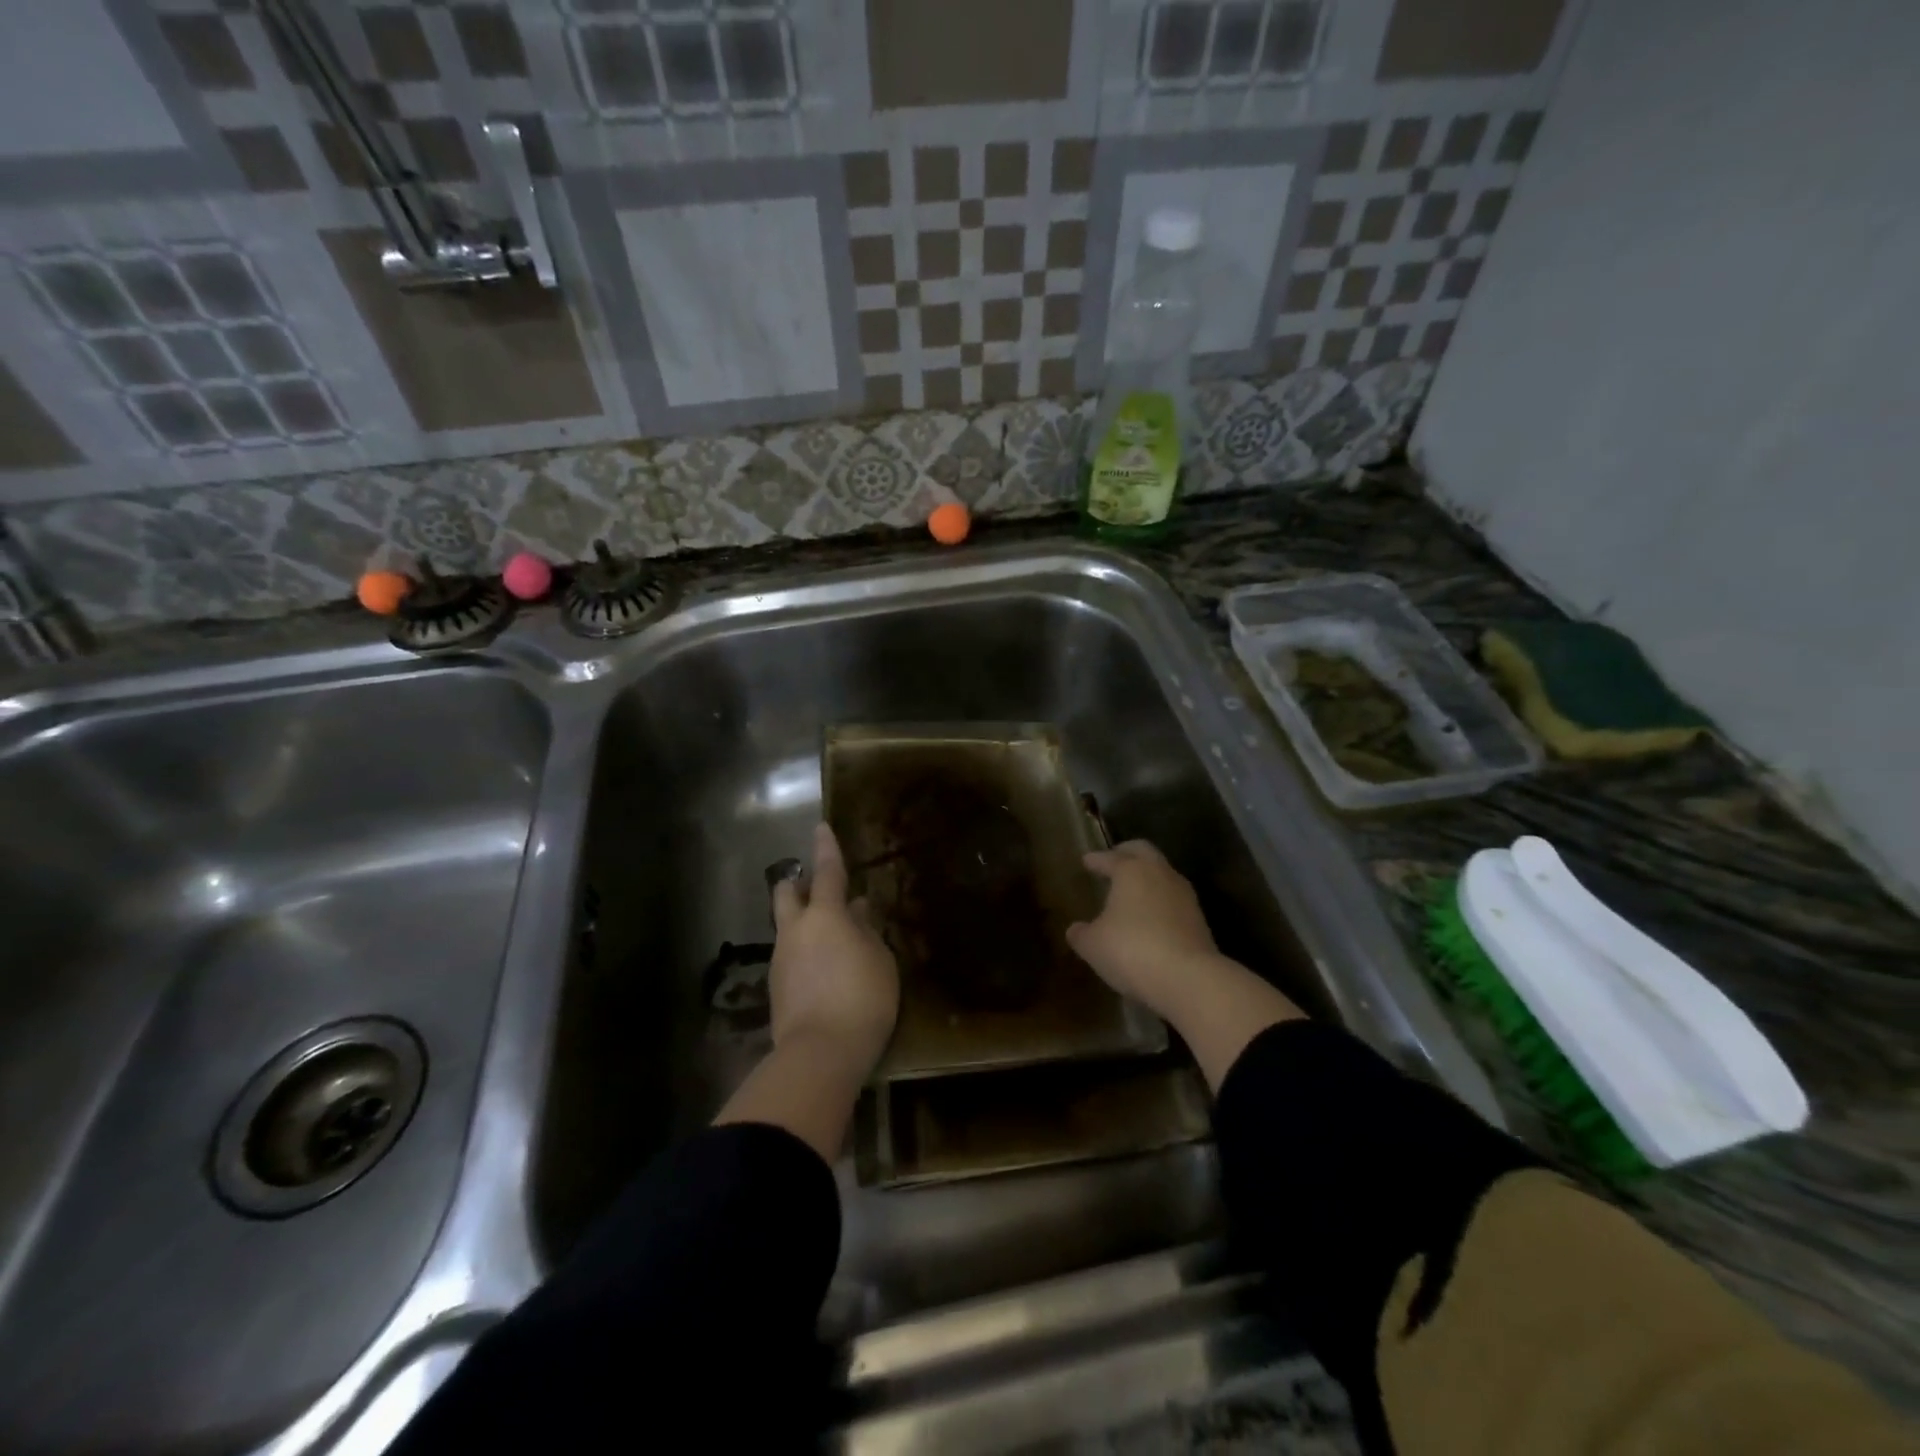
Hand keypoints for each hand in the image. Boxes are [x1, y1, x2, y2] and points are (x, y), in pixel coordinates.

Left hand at [769, 823, 898, 1079]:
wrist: (820, 1053)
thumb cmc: (862, 998)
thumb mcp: (879, 960)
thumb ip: (867, 930)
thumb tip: (857, 910)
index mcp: (825, 916)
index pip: (826, 871)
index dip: (826, 848)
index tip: (821, 827)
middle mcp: (796, 930)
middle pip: (786, 893)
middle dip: (796, 883)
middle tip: (814, 886)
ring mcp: (781, 959)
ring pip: (786, 926)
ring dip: (802, 921)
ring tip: (829, 936)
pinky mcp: (776, 987)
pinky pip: (789, 954)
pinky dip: (803, 950)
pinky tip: (822, 968)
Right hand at [1068, 839, 1303, 1088]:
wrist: (1189, 979)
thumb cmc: (1131, 950)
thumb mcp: (1093, 945)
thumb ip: (1082, 933)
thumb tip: (1076, 930)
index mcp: (1131, 871)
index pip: (1110, 858)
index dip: (1096, 860)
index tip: (1086, 860)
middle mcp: (1160, 874)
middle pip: (1144, 852)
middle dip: (1127, 853)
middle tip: (1113, 860)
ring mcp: (1184, 896)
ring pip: (1163, 875)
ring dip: (1147, 878)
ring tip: (1132, 891)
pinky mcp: (1199, 920)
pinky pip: (1173, 900)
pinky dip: (1160, 902)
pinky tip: (1150, 917)